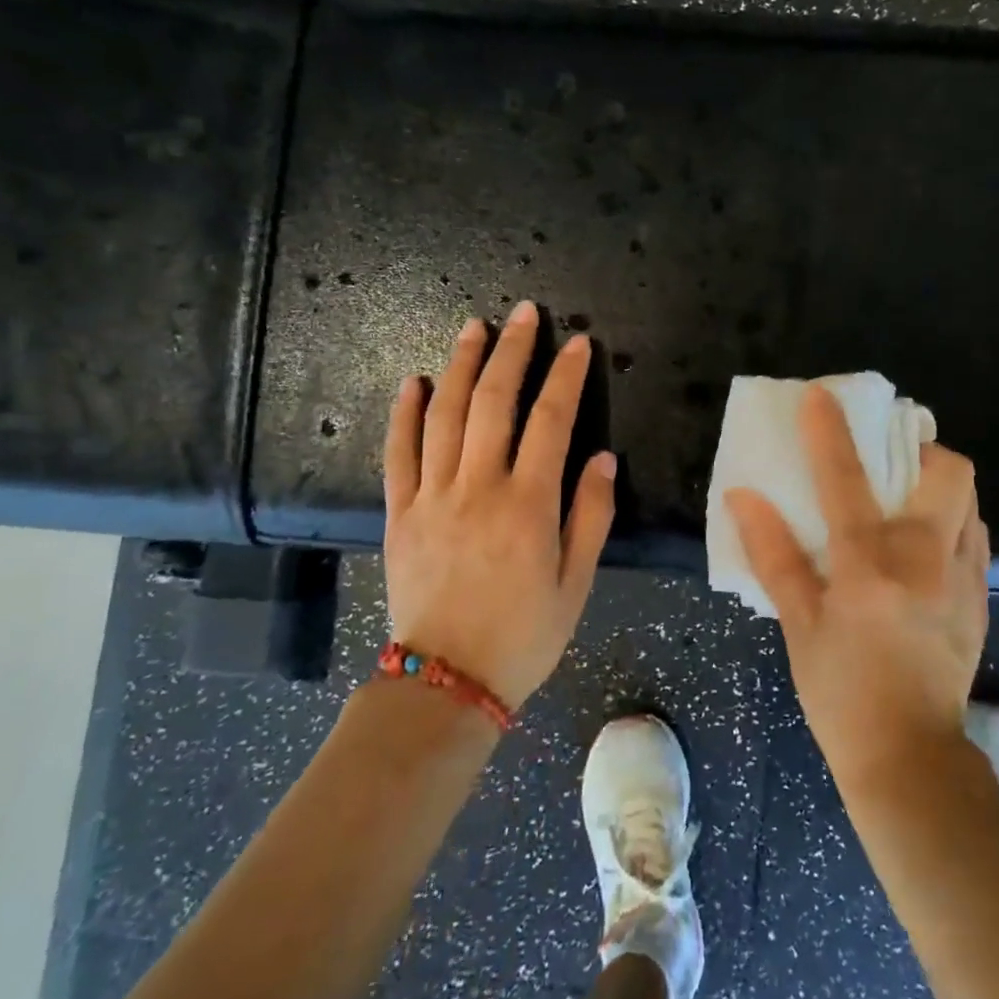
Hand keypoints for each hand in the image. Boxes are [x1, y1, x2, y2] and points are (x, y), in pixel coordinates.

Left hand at [382, 302, 616, 709]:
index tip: (578, 344)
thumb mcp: (577, 584)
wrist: (446, 683)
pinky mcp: (399, 513)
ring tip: (474, 327)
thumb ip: (591, 516)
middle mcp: (478, 488)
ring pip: (444, 415)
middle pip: (494, 402)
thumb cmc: (524, 635)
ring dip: (460, 365)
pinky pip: (398, 453)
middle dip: (512, 352)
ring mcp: (432, 497)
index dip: (566, 377)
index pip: (551, 421)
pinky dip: (404, 413)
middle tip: (524, 315)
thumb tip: (601, 457)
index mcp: (528, 505)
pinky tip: (412, 381)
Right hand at [725, 383, 989, 779]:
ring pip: (970, 499)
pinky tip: (926, 543)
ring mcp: (962, 578)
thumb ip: (774, 555)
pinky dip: (954, 521)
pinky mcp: (981, 598)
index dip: (828, 431)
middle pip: (947, 472)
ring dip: (940, 483)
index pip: (845, 480)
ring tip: (908, 495)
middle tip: (891, 455)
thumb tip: (743, 497)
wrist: (910, 757)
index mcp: (869, 566)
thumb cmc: (840, 692)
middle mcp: (925, 560)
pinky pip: (976, 537)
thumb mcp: (797, 625)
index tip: (820, 395)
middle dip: (922, 447)